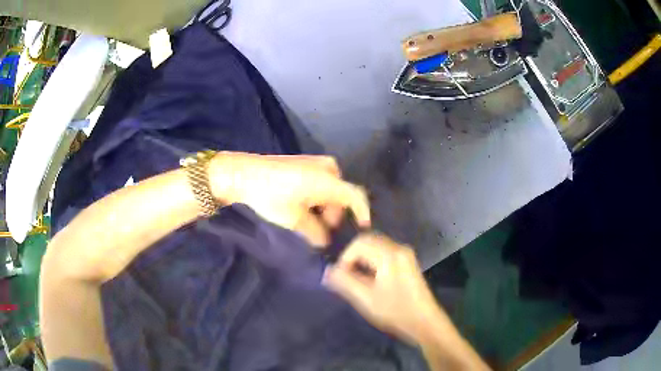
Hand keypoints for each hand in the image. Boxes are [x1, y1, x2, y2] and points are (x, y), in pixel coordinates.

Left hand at [209, 152, 370, 245]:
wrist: (242, 173)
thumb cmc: (270, 196)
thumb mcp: (294, 220)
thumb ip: (315, 232)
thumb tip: (325, 240)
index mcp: (327, 180)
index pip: (356, 197)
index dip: (362, 213)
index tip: (362, 229)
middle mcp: (326, 167)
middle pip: (341, 195)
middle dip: (334, 214)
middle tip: (321, 231)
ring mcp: (315, 162)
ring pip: (331, 189)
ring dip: (324, 207)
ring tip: (308, 221)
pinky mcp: (303, 162)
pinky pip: (320, 182)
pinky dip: (317, 197)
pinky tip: (302, 206)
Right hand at [323, 233, 450, 343]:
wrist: (424, 322)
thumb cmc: (395, 311)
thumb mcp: (365, 298)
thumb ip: (345, 281)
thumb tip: (328, 270)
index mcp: (390, 254)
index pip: (359, 242)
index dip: (345, 257)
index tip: (341, 276)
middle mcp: (399, 248)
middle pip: (369, 240)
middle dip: (354, 256)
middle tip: (347, 276)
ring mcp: (406, 254)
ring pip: (377, 246)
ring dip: (363, 258)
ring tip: (357, 279)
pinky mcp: (408, 262)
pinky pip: (385, 252)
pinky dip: (373, 260)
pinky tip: (371, 279)